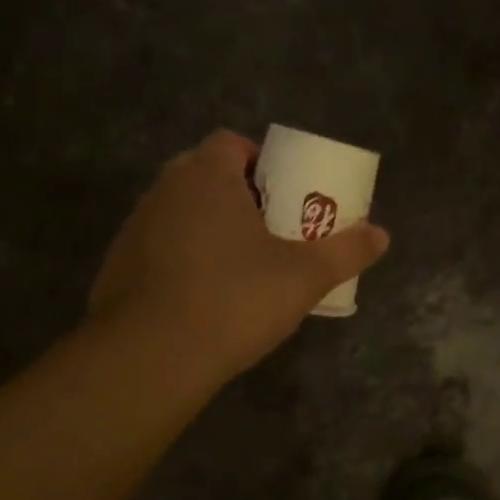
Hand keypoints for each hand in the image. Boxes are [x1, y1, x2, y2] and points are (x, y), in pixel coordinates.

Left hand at [89, 130, 389, 381]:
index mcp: (207, 176)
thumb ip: (346, 252)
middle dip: (238, 197)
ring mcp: (135, 227)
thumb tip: (382, 235)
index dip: (260, 163)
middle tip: (269, 233)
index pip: (231, 143)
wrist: (153, 356)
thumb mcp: (304, 277)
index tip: (283, 197)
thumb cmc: (235, 301)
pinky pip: (159, 248)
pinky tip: (201, 298)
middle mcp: (164, 190)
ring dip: (208, 228)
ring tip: (238, 269)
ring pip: (180, 213)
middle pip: (205, 176)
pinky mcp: (117, 265)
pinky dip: (181, 260)